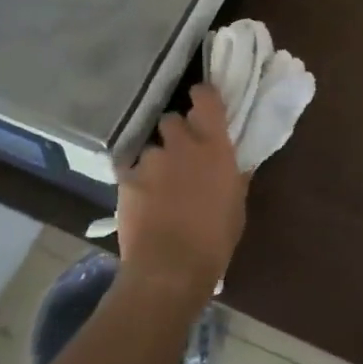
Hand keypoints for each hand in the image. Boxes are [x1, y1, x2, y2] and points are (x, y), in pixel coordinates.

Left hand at [116, 86, 246, 307]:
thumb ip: (235, 175)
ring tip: (158, 183)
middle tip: (181, 153)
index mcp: (214, 146)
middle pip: (172, 119)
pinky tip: (140, 197)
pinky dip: (135, 178)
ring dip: (156, 159)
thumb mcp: (236, 204)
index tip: (202, 101)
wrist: (170, 268)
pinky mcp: (126, 179)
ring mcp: (150, 160)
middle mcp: (181, 144)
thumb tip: (236, 162)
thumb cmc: (215, 239)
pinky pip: (129, 168)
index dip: (202, 95)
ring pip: (151, 146)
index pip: (205, 98)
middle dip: (175, 132)